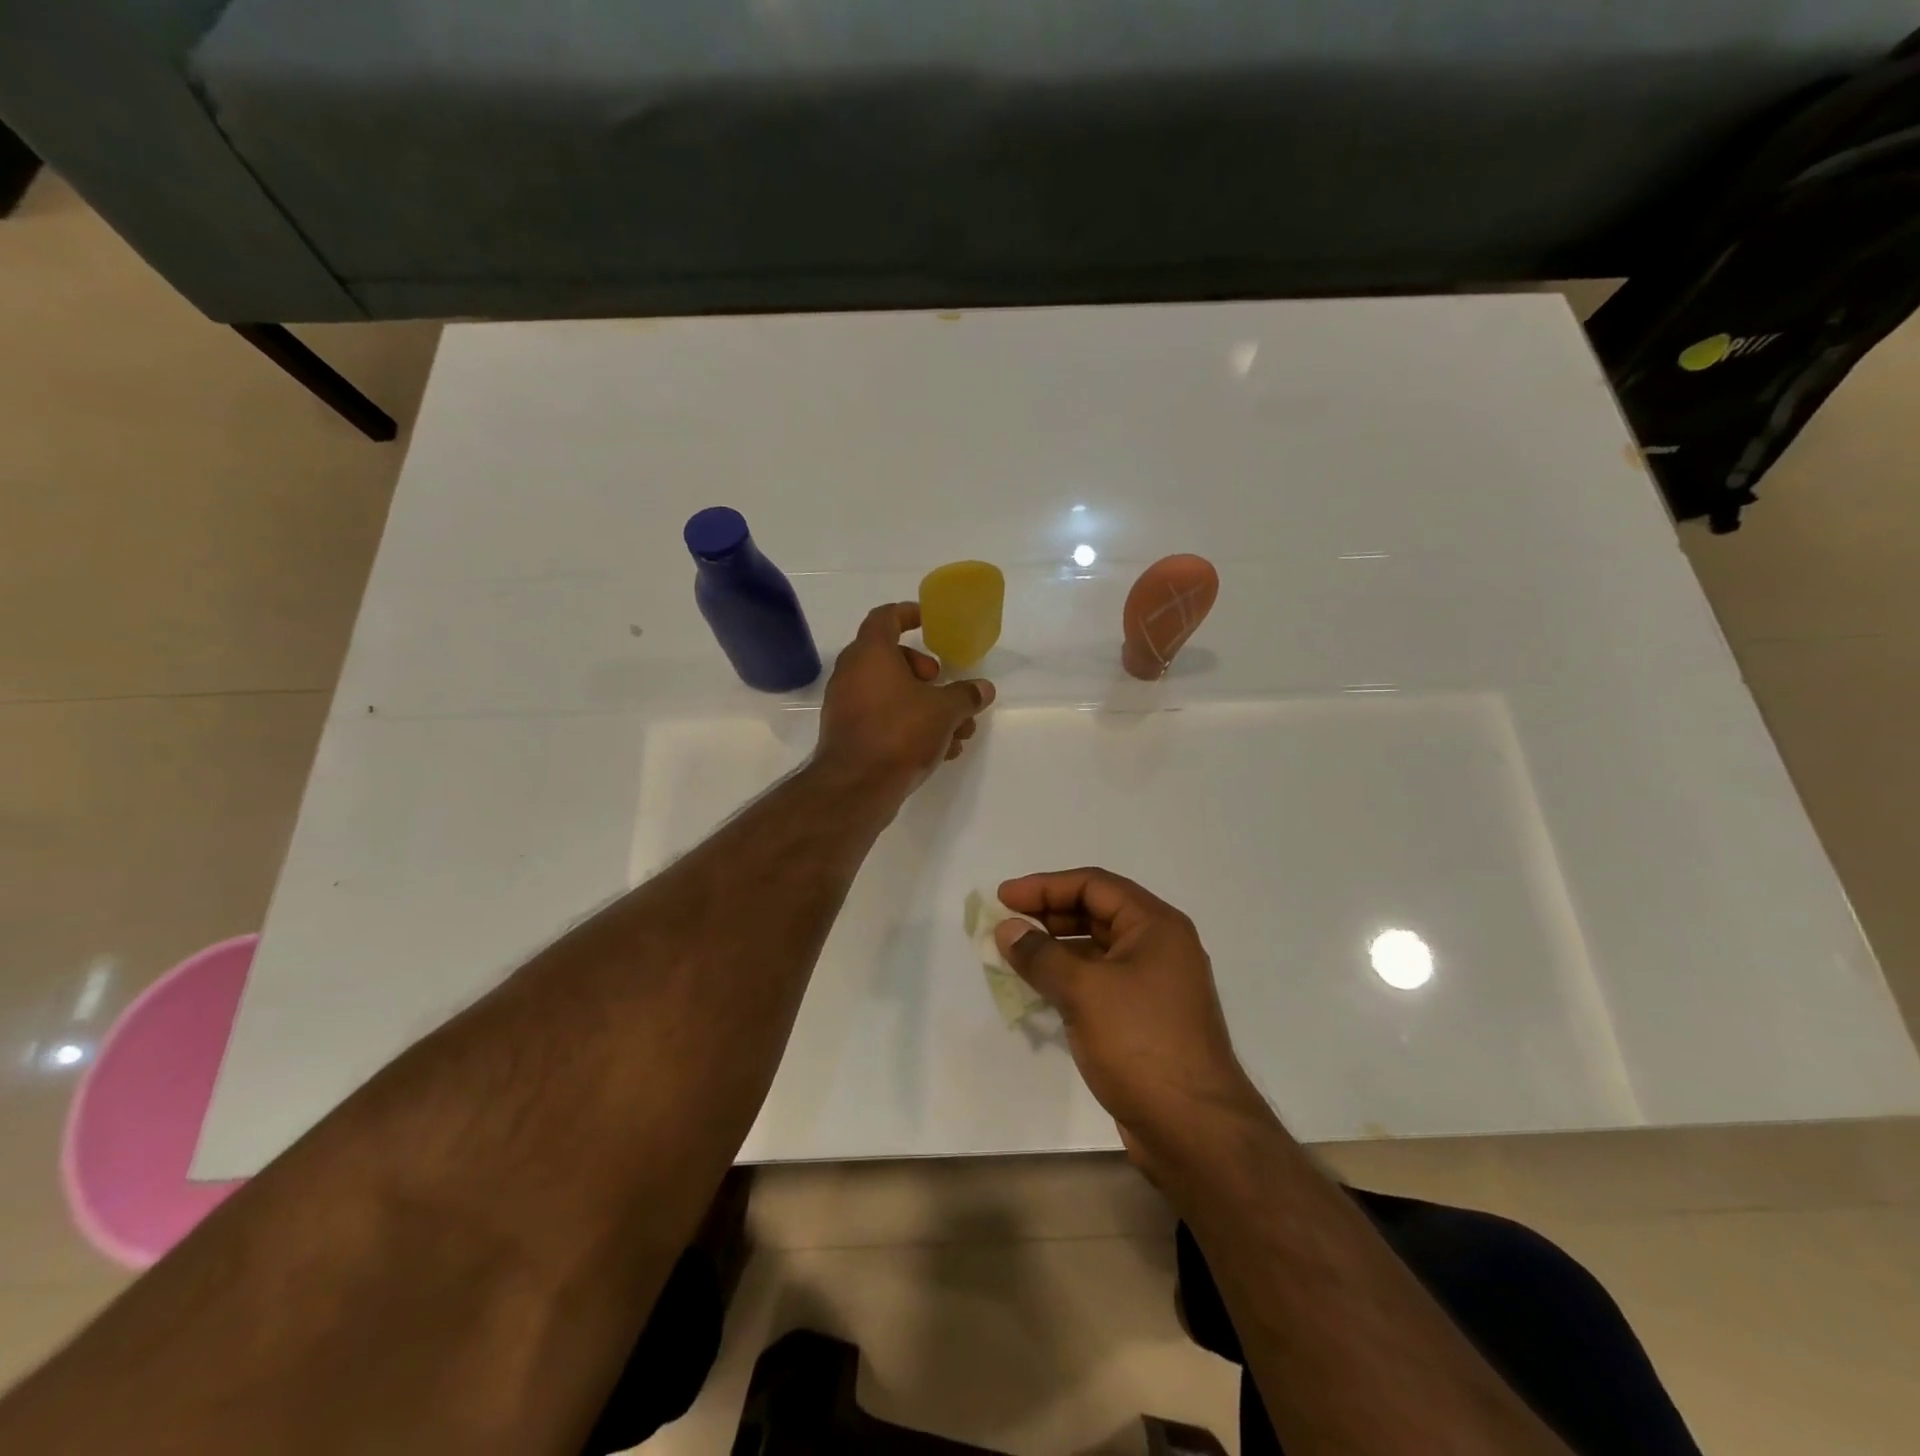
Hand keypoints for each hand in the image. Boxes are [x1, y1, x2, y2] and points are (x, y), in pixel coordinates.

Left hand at [816, 603, 994, 794]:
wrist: (855, 787)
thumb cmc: (899, 733)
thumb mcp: (944, 711)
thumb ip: (965, 696)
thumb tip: (983, 689)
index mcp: (870, 654)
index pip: (885, 617)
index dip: (908, 613)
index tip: (929, 621)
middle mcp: (852, 674)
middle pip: (891, 658)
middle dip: (925, 672)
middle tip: (946, 688)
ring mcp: (846, 706)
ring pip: (891, 694)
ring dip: (925, 706)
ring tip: (958, 730)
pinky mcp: (849, 735)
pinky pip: (883, 719)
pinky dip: (909, 726)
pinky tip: (941, 751)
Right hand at [996, 868, 1267, 1177]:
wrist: (1193, 1130)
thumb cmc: (1140, 1043)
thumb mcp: (1084, 990)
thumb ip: (1041, 955)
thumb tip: (1007, 928)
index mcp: (1156, 925)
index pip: (1094, 885)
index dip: (1045, 886)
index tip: (1004, 897)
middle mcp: (1159, 947)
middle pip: (1096, 913)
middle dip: (1049, 914)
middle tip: (1006, 924)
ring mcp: (1154, 985)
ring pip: (1097, 949)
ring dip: (1056, 948)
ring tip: (1014, 954)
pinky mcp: (1144, 1018)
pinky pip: (1100, 982)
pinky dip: (1069, 978)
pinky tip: (1039, 988)